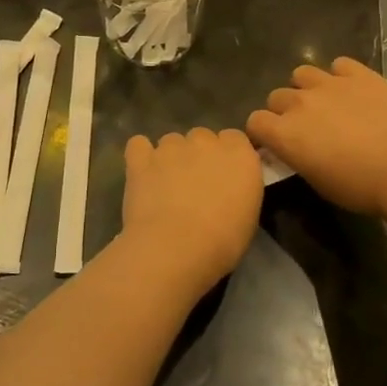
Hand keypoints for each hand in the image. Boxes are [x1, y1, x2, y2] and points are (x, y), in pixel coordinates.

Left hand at [120, 128, 262, 291]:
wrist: (177, 248)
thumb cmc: (222, 242)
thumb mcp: (248, 217)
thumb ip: (239, 190)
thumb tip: (227, 191)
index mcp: (239, 154)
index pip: (234, 139)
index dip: (226, 156)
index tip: (223, 177)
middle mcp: (206, 142)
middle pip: (202, 137)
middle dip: (198, 156)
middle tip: (194, 185)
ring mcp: (171, 147)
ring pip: (171, 141)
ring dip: (170, 158)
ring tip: (165, 187)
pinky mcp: (142, 158)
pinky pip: (138, 145)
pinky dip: (140, 156)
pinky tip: (142, 174)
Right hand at [246, 57, 386, 216]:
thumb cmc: (359, 187)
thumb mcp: (317, 182)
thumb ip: (297, 158)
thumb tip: (294, 150)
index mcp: (285, 133)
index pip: (255, 121)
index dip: (263, 132)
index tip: (276, 142)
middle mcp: (300, 102)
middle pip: (276, 96)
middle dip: (285, 110)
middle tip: (305, 126)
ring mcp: (330, 83)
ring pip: (302, 74)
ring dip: (307, 88)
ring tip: (325, 101)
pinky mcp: (359, 74)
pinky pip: (339, 65)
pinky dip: (341, 75)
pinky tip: (353, 90)